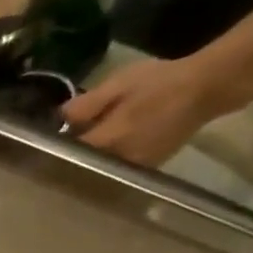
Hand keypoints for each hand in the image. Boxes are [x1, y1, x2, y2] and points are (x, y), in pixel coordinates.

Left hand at [62, 55, 252, 166]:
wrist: (206, 88)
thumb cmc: (160, 82)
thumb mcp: (119, 84)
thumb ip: (88, 104)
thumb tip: (60, 118)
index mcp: (110, 140)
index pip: (70, 153)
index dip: (56, 147)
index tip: (46, 140)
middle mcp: (119, 160)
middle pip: (83, 166)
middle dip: (70, 158)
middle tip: (59, 145)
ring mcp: (134, 167)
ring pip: (99, 170)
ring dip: (88, 162)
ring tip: (79, 148)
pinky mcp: (146, 168)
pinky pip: (116, 170)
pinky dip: (106, 162)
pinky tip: (104, 149)